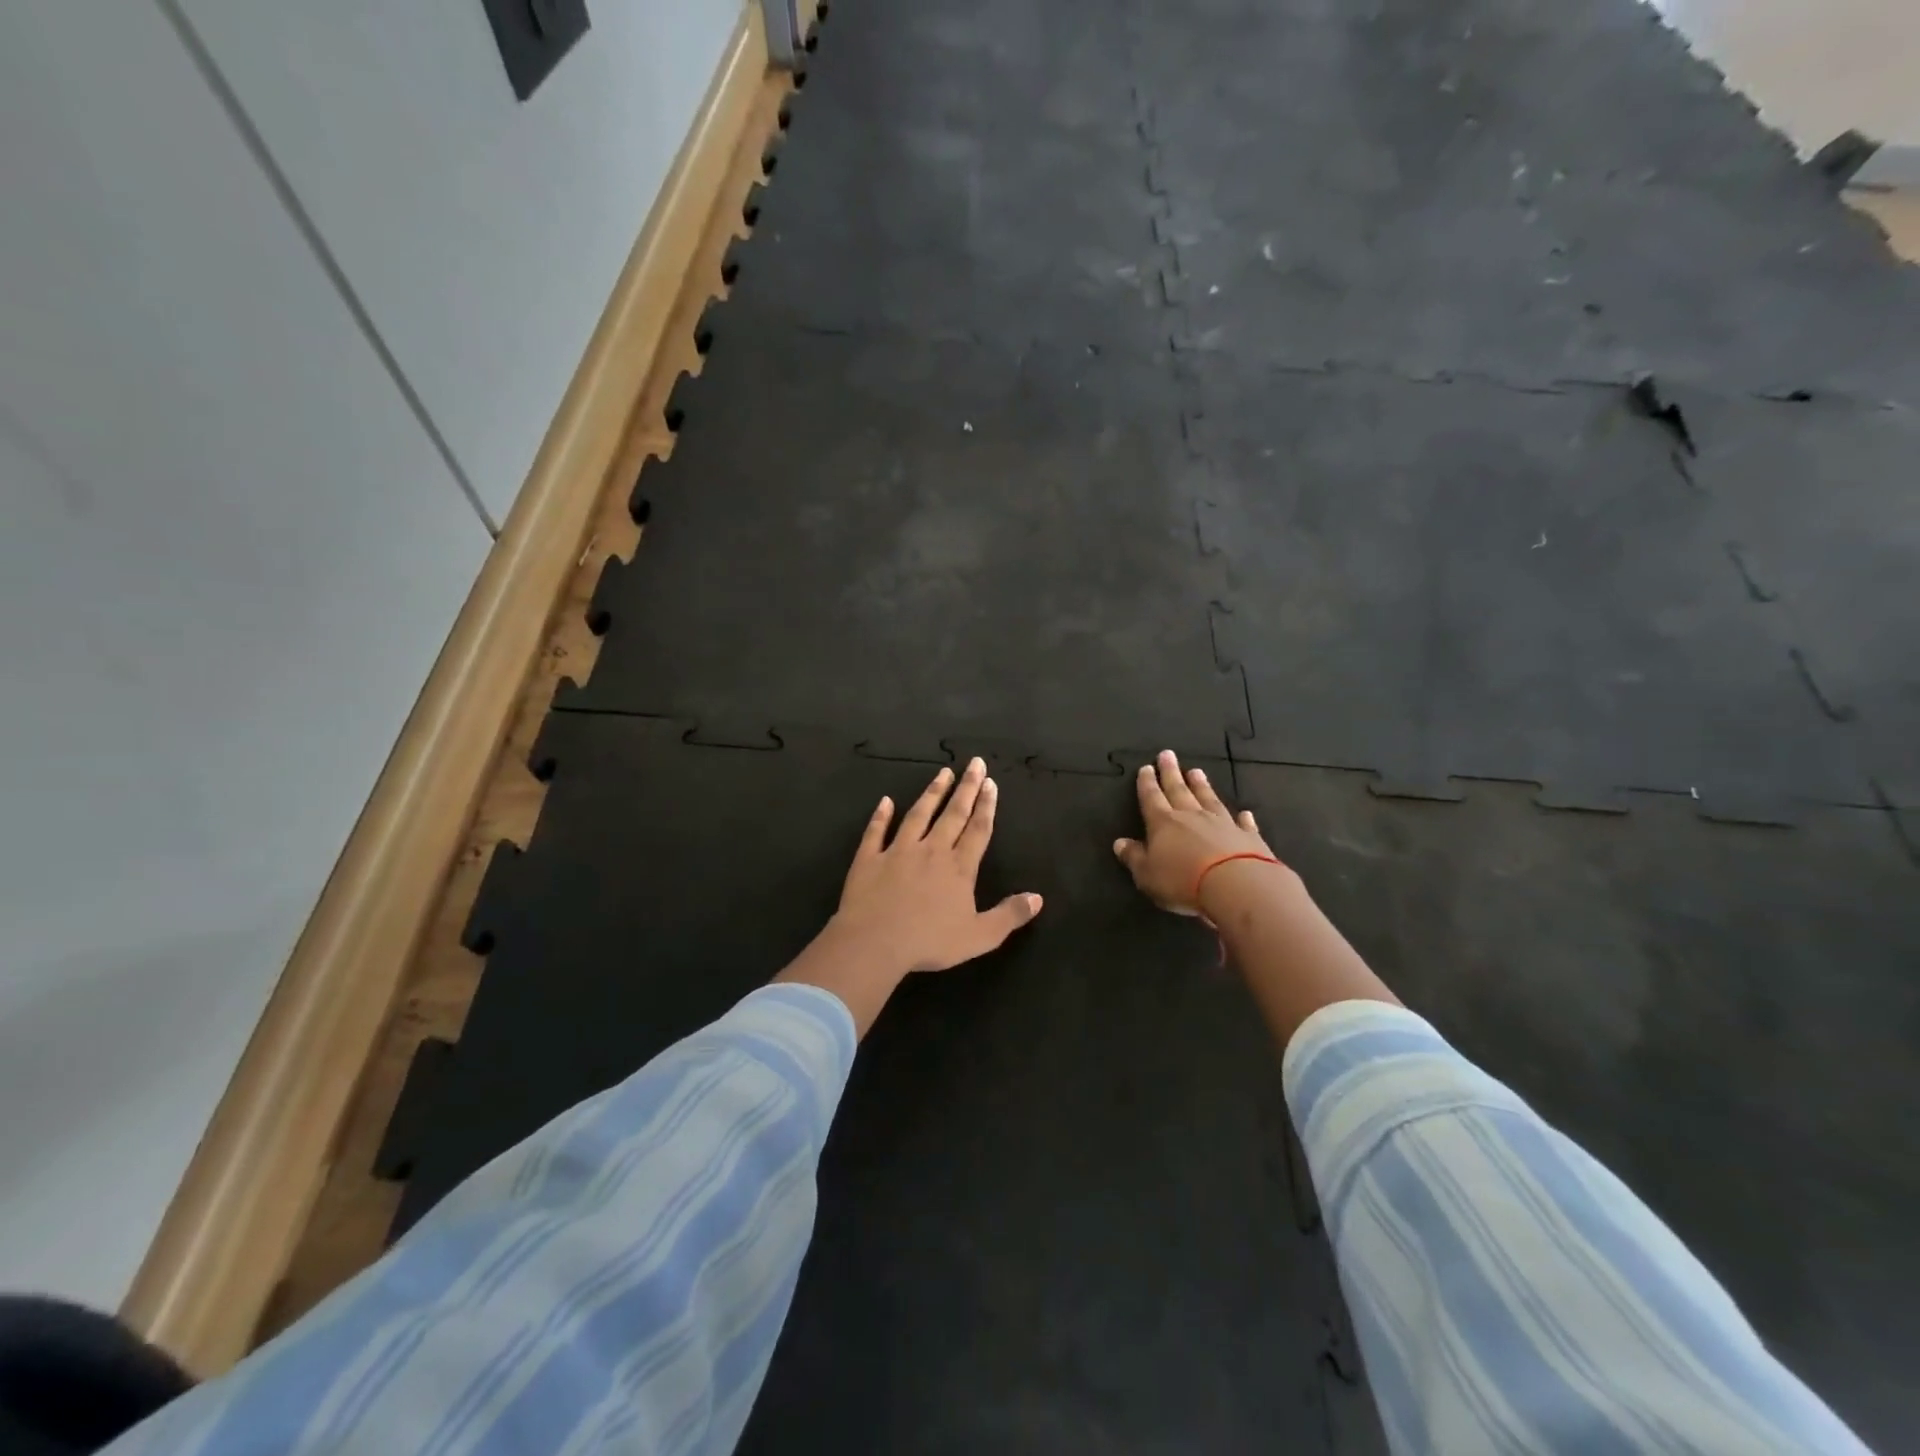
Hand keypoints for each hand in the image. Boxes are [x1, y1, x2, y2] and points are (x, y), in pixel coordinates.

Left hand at [778, 758, 1043, 1034]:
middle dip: (966, 788)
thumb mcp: (979, 936)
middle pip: (953, 814)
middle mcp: (931, 851)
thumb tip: (1038, 898)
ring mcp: (898, 851)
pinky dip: (881, 815)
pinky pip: (876, 831)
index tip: (990, 782)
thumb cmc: (929, 941)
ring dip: (932, 793)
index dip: (986, 805)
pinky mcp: (869, 858)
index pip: (977, 830)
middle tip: (974, 763)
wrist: (875, 942)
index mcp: (959, 868)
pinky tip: (886, 801)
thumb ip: (1009, 916)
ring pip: (918, 815)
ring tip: (942, 773)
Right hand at [1113, 750, 1279, 916]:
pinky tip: (1244, 812)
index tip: (1145, 768)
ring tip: (1197, 771)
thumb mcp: (1147, 874)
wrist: (1236, 886)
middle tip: (1167, 754)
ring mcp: (1222, 824)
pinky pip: (1243, 823)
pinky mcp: (1248, 837)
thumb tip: (1119, 843)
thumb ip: (1133, 857)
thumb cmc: (1183, 881)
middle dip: (1171, 773)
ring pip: (1209, 799)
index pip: (1151, 798)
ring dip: (1202, 786)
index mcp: (1163, 823)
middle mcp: (1192, 816)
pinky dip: (1242, 817)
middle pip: (1179, 790)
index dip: (1147, 783)